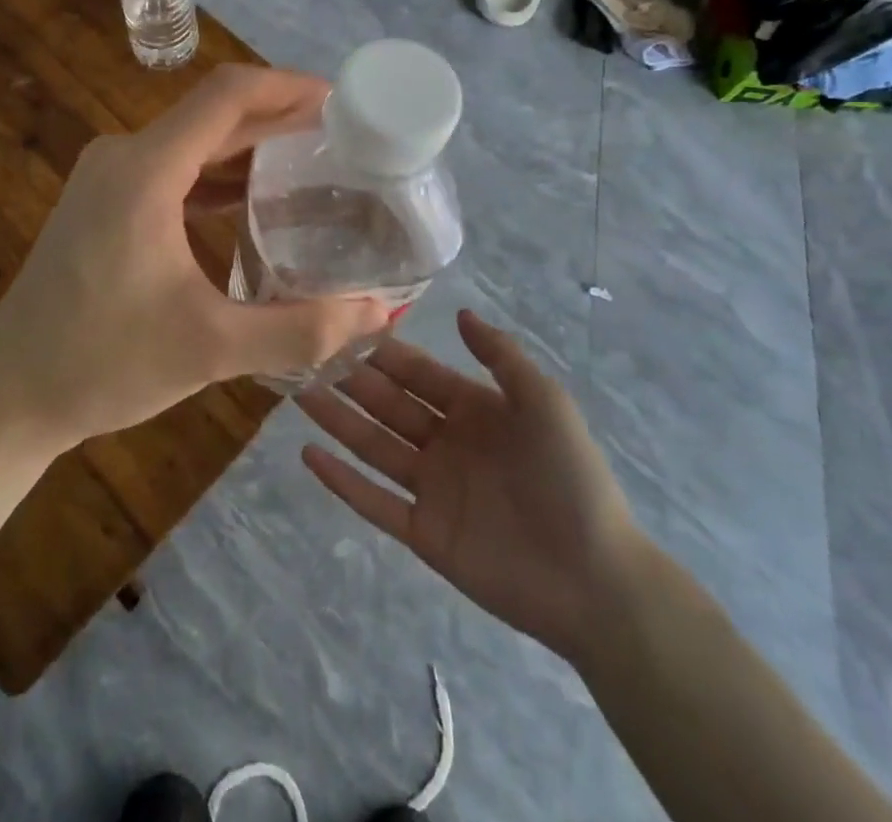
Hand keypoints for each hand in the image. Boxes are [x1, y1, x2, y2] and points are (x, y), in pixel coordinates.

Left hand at [0, 65, 388, 450]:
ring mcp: (108, 178)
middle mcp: (124, 157)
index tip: (342, 102)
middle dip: (279, 120)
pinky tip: (257, 204)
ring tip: (314, 167)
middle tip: (344, 140)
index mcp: (145, 170)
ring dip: (250, 150)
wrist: (8, 395)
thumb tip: (379, 310)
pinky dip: (218, 179)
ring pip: (193, 144)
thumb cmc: (101, 364)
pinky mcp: (103, 204)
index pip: (228, 95)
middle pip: (213, 116)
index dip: (288, 87)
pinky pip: (173, 172)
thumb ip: (299, 328)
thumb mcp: (210, 349)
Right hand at [298, 311, 645, 665]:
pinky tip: (308, 455)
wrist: (595, 580)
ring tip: (296, 393)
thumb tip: (460, 312)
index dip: (382, 352)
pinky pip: (374, 502)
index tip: (342, 327)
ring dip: (336, 421)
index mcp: (473, 409)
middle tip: (304, 354)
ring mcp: (431, 488)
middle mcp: (445, 442)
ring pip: (372, 446)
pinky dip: (341, 481)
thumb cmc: (570, 478)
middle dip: (349, 379)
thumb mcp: (544, 402)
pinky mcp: (423, 533)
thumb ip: (501, 356)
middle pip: (387, 404)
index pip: (417, 373)